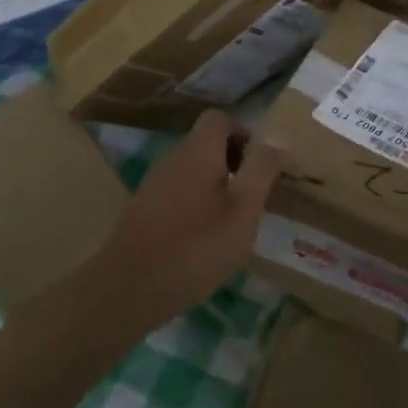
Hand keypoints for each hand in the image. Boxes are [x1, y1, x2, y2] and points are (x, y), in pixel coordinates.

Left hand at [97, 109, 282, 335]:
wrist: (129, 289)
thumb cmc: (196, 246)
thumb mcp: (244, 210)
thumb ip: (261, 170)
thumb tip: (277, 138)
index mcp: (198, 151)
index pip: (219, 118)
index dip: (244, 134)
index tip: (260, 166)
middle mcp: (172, 159)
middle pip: (206, 144)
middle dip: (234, 163)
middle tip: (253, 197)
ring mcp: (153, 185)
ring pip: (193, 171)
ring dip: (216, 187)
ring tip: (233, 222)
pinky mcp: (143, 211)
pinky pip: (178, 194)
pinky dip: (196, 206)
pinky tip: (204, 241)